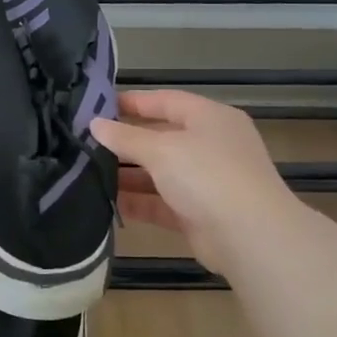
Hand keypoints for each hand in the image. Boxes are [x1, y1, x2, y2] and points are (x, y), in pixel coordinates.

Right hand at [90, 91, 297, 274]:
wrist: (250, 236)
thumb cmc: (207, 175)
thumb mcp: (162, 149)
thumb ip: (125, 137)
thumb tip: (94, 124)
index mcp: (210, 118)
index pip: (167, 100)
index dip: (133, 102)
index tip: (97, 106)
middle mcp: (211, 146)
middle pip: (161, 137)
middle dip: (125, 142)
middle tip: (86, 142)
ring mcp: (207, 181)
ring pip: (160, 172)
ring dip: (127, 174)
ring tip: (87, 172)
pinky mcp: (199, 214)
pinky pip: (161, 202)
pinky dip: (138, 202)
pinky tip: (106, 202)